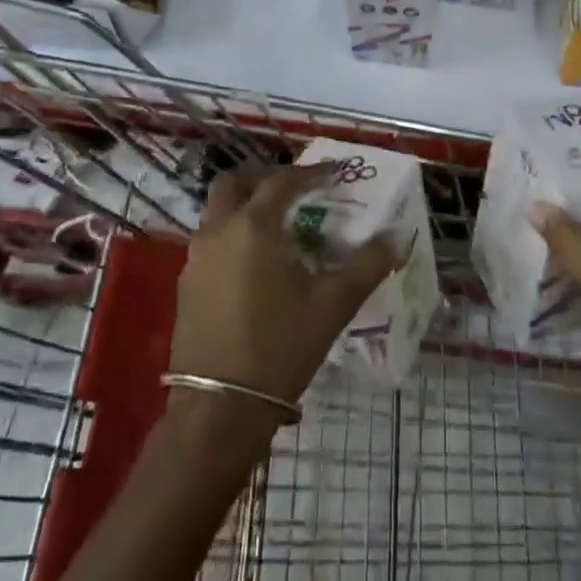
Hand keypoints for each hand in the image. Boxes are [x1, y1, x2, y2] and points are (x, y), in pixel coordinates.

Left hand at [169, 164, 396, 430]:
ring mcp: (195, 259)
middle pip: (235, 184)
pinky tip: (256, 266)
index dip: (311, 173)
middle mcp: (218, 231)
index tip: (334, 174)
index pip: (282, 181)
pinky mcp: (186, 285)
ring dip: (246, 207)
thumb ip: (367, 266)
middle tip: (296, 192)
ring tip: (280, 229)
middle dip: (265, 179)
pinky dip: (233, 236)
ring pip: (218, 213)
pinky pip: (210, 242)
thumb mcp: (333, 306)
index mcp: (254, 226)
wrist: (220, 407)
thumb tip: (394, 240)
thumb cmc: (281, 347)